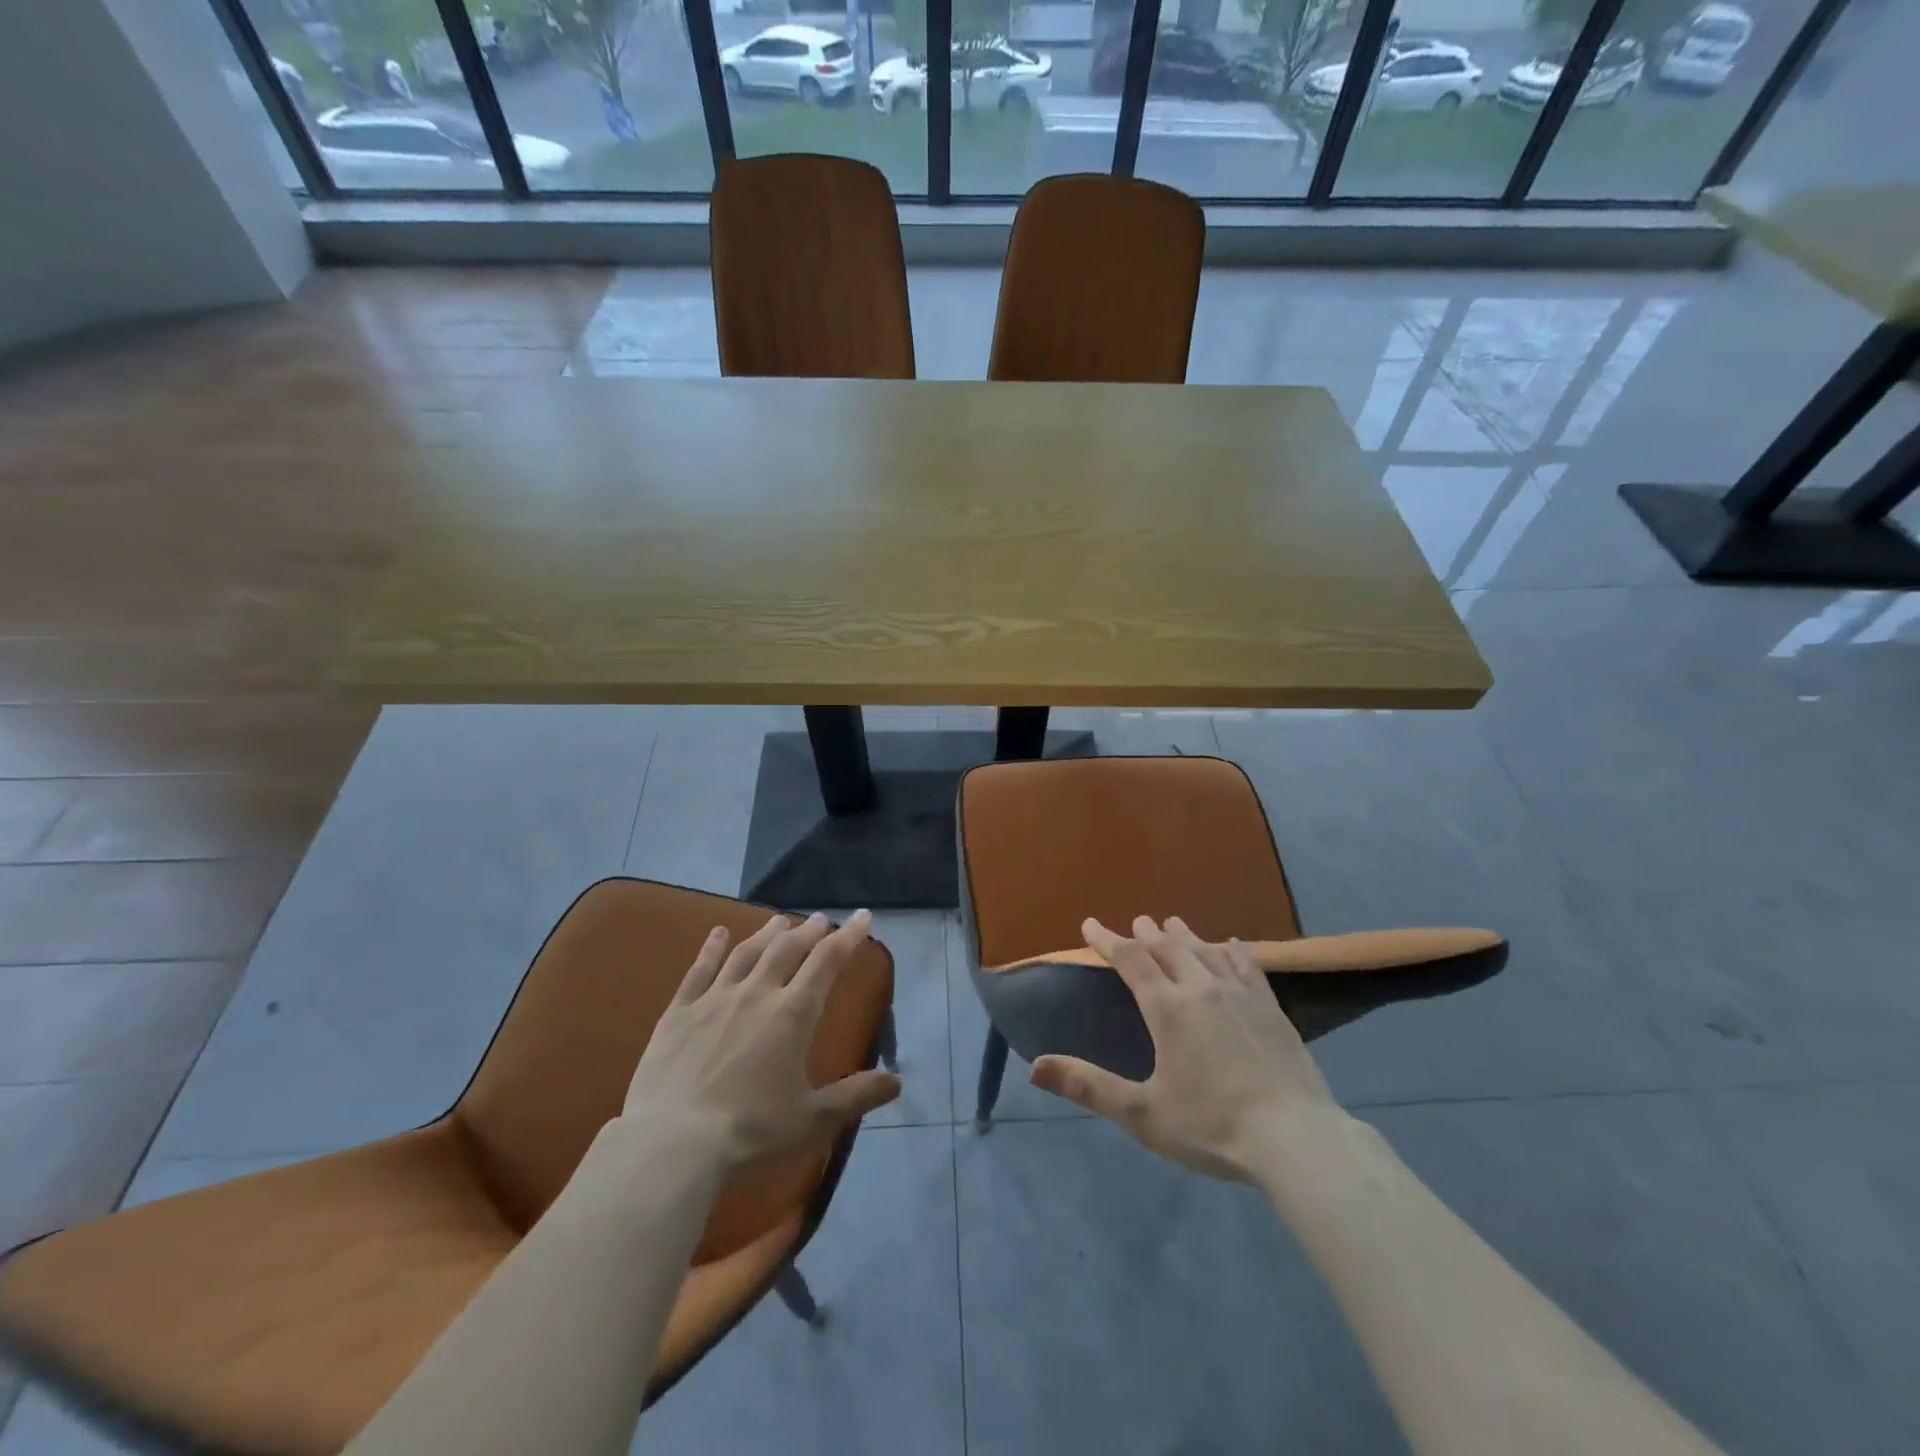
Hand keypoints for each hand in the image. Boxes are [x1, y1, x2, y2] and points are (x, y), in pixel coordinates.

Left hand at [621, 910, 900, 1172]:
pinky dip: (711, 948)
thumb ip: (856, 1096)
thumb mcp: (813, 1119)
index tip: (862, 917)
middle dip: (808, 931)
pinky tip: (717, 933)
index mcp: (792, 1014)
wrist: (672, 1144)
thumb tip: (897, 1081)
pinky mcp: (679, 1013)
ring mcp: (714, 999)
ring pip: (747, 953)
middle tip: (820, 918)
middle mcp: (757, 994)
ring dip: (767, 932)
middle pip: (787, 949)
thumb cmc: (751, 1132)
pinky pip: (699, 970)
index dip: (848, 937)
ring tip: (780, 920)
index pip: (827, 962)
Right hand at [1030, 916, 1343, 1181]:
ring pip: (1206, 951)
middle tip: (1137, 921)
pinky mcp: (1271, 1008)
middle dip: (1147, 933)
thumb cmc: (1211, 1126)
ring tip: (1173, 923)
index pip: (1130, 960)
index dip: (1107, 940)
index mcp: (1167, 1009)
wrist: (1295, 1138)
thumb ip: (1088, 1086)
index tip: (1090, 923)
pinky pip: (1247, 965)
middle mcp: (1201, 989)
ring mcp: (1240, 995)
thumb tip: (1035, 1067)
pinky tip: (1232, 945)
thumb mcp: (1141, 1113)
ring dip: (1185, 935)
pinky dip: (1233, 951)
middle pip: (1168, 948)